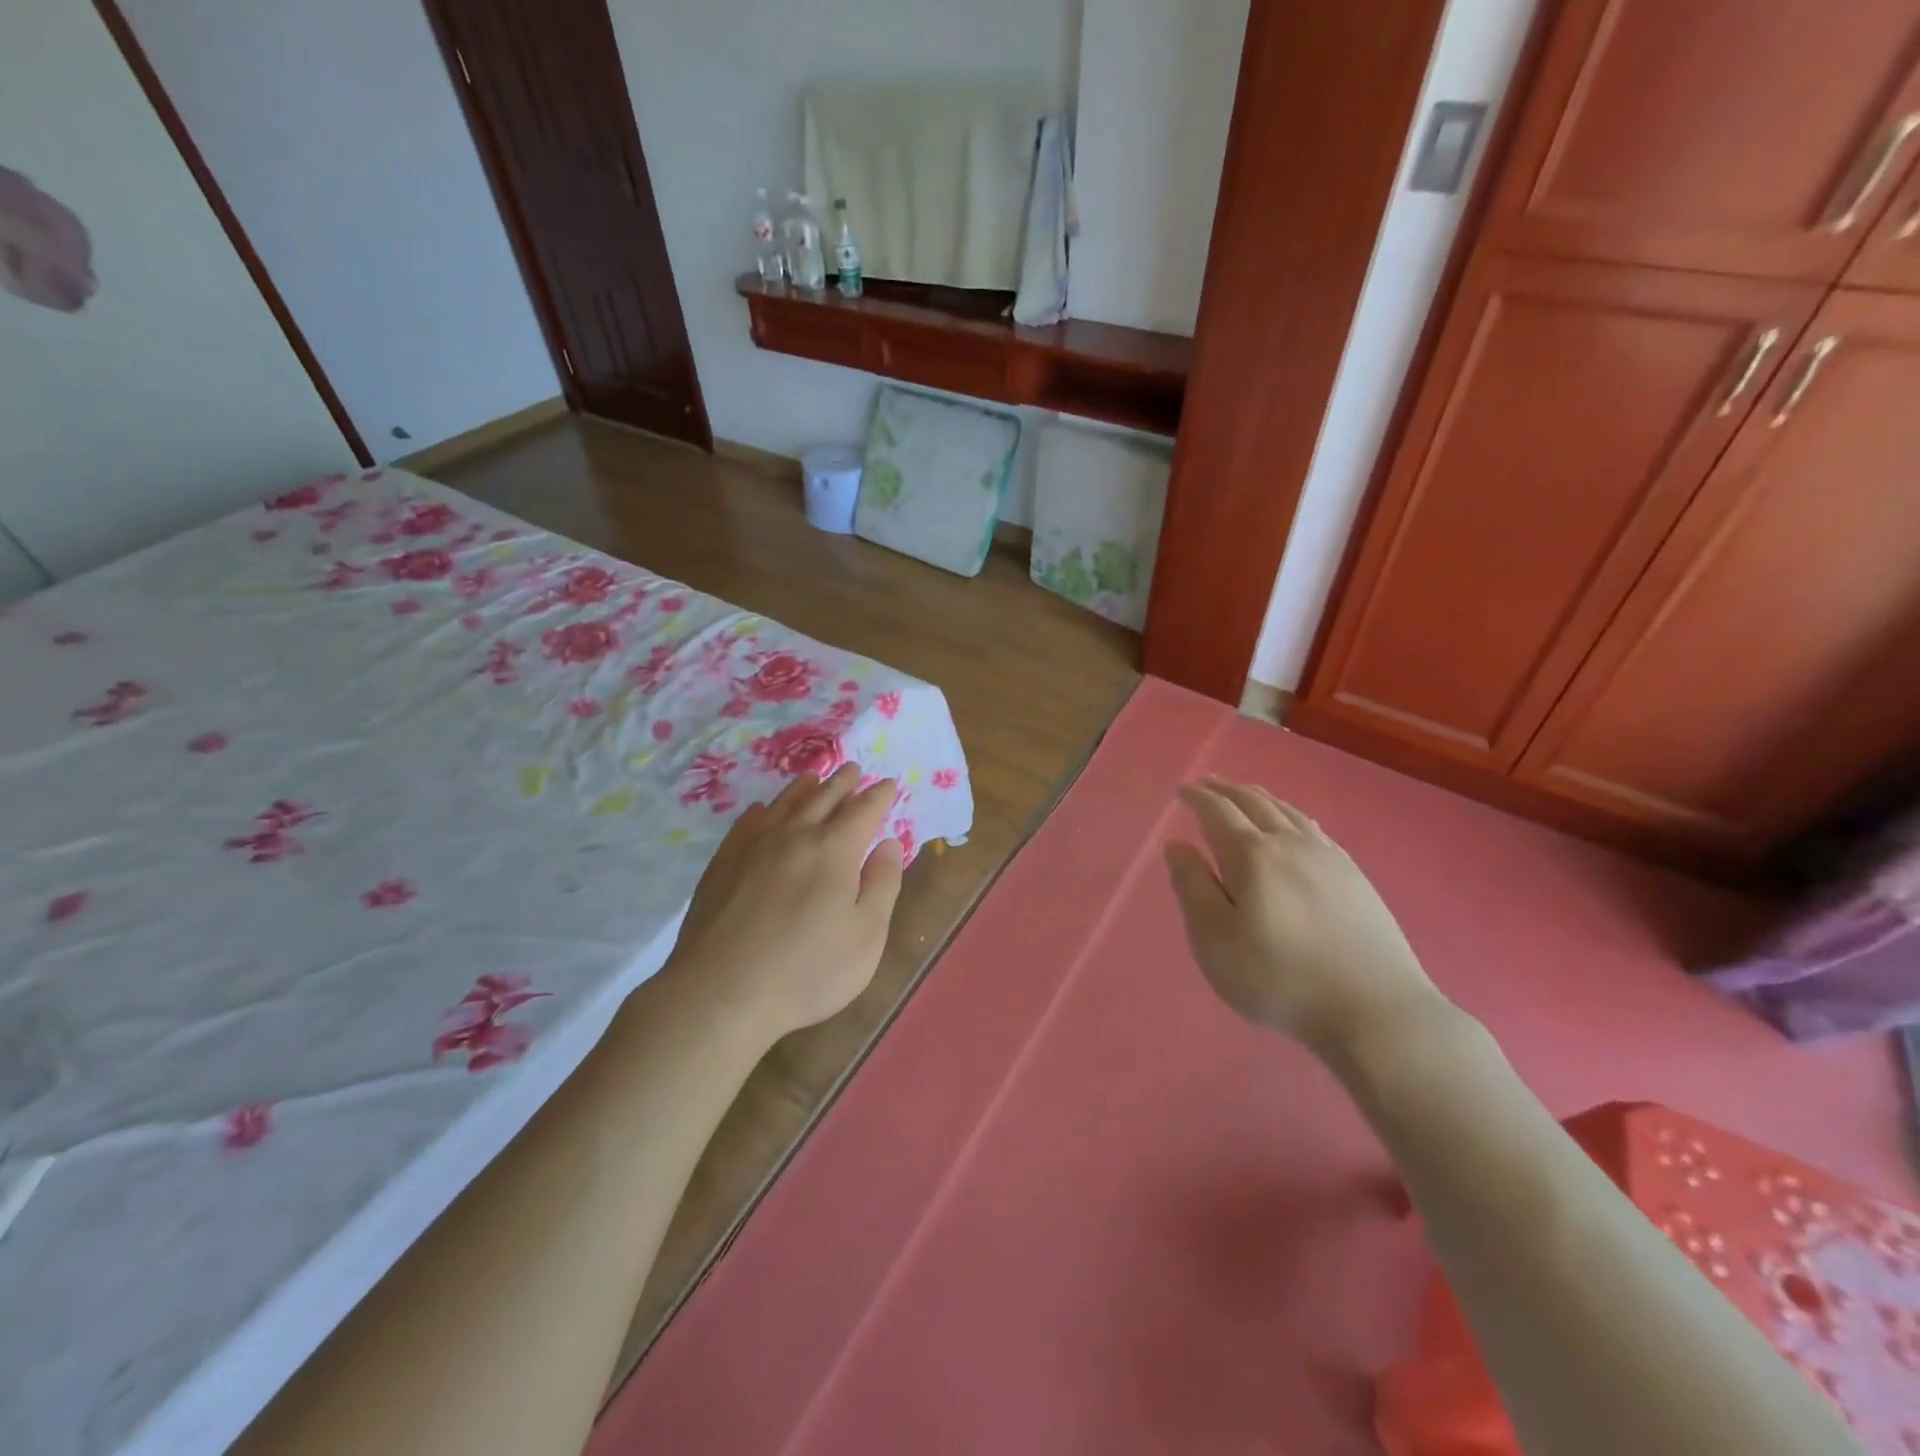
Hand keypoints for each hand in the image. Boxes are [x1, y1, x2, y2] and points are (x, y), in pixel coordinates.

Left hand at [666, 764, 905, 1044]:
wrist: (720, 993)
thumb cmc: (806, 971)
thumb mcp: (866, 937)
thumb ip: (882, 885)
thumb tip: (889, 843)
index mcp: (834, 850)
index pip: (863, 811)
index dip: (879, 796)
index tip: (889, 784)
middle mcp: (794, 836)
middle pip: (823, 797)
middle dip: (843, 782)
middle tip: (854, 769)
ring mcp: (752, 847)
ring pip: (784, 804)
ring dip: (803, 787)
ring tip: (813, 777)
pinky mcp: (722, 864)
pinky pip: (746, 824)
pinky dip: (762, 811)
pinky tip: (761, 811)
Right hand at [1163, 777, 1443, 1053]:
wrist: (1374, 1009)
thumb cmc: (1278, 977)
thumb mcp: (1215, 938)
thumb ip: (1191, 886)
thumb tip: (1176, 845)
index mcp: (1251, 855)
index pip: (1216, 812)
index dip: (1196, 798)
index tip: (1181, 791)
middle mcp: (1290, 844)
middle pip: (1254, 803)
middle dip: (1226, 790)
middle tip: (1207, 783)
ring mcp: (1328, 858)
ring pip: (1287, 812)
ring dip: (1260, 797)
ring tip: (1245, 793)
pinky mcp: (1355, 877)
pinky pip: (1314, 828)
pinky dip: (1292, 814)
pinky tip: (1296, 823)